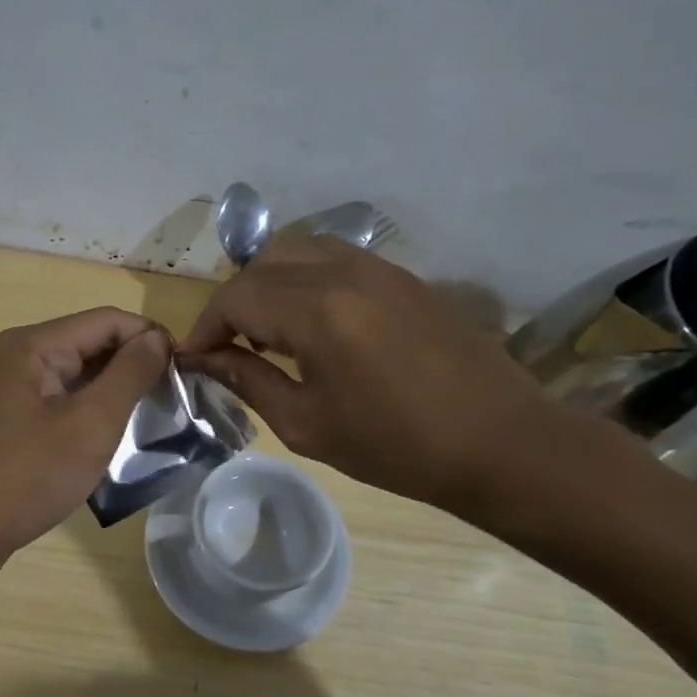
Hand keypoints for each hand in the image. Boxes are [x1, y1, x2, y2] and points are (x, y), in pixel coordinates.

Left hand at [0, 308, 170, 560]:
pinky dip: (89, 408)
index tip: (186, 370)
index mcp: (33, 345)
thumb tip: (158, 338)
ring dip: (113, 388)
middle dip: (133, 363)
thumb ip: (129, 375)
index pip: (107, 320)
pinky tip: (110, 434)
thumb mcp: (90, 425)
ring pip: (76, 372)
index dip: (150, 337)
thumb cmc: (26, 477)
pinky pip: (59, 398)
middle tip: (174, 397)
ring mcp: (9, 387)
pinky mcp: (8, 417)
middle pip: (89, 342)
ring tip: (151, 416)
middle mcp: (17, 355)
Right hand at [180, 235, 562, 513]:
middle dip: (233, 304)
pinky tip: (312, 324)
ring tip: (267, 333)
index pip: (236, 297)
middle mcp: (343, 272)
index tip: (196, 359)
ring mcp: (378, 267)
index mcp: (317, 310)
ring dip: (268, 284)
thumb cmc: (396, 446)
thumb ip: (248, 381)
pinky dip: (304, 279)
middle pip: (261, 265)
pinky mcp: (401, 275)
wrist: (500, 443)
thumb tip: (203, 359)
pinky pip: (334, 258)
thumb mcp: (307, 424)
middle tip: (229, 348)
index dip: (206, 327)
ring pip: (297, 250)